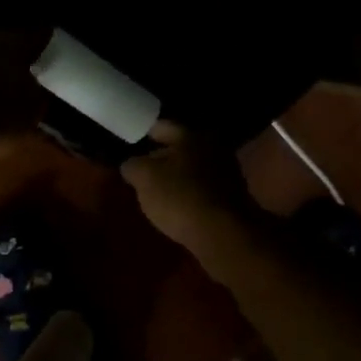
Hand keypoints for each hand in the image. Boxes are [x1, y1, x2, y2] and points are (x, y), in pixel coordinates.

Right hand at [120, 122, 261, 261]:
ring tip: (156, 192)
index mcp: (191, 135)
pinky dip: (189, 194)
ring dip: (176, 177)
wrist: (224, 234)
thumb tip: (131, 164)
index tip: (128, 146)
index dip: (142, 135)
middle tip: (140, 171)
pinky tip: (177, 207)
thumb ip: (132, 165)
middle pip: (179, 148)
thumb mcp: (144, 178)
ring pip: (192, 169)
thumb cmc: (180, 197)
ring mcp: (227, 172)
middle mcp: (213, 147)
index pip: (161, 127)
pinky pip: (202, 189)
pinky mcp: (232, 197)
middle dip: (160, 158)